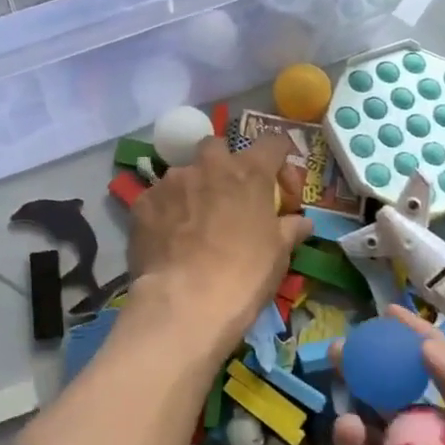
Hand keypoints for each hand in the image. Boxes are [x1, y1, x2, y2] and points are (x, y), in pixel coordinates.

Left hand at [127, 131, 311, 351]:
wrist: (186, 302)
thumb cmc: (244, 274)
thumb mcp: (279, 254)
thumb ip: (290, 229)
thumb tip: (301, 222)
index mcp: (249, 172)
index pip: (272, 143)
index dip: (279, 159)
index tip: (280, 184)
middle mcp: (209, 165)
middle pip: (217, 146)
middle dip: (223, 163)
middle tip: (228, 194)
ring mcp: (171, 181)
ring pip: (183, 173)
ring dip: (192, 190)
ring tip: (193, 223)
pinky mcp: (143, 202)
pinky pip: (158, 199)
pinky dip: (165, 212)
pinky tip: (168, 238)